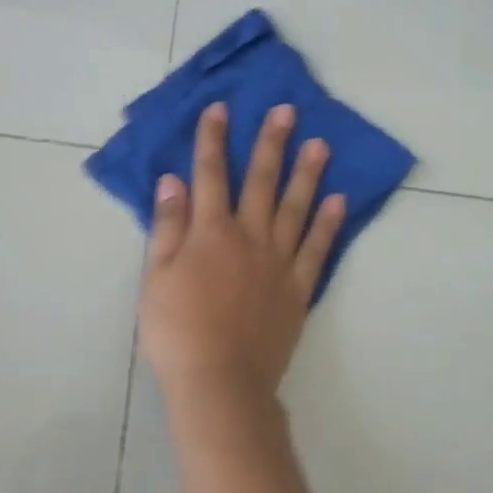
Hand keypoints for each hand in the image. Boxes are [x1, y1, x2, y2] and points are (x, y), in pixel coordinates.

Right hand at [139, 102, 345, 406]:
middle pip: (261, 181)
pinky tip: (337, 201)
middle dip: (271, 142)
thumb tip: (173, 180)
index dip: (214, 139)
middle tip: (287, 110)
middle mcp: (249, 236)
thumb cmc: (177, 330)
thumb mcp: (155, 277)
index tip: (221, 108)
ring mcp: (278, 261)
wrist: (219, 384)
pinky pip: (316, 249)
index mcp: (210, 232)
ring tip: (320, 144)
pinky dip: (327, 224)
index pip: (210, 174)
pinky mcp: (298, 288)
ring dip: (307, 173)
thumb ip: (168, 226)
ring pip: (295, 207)